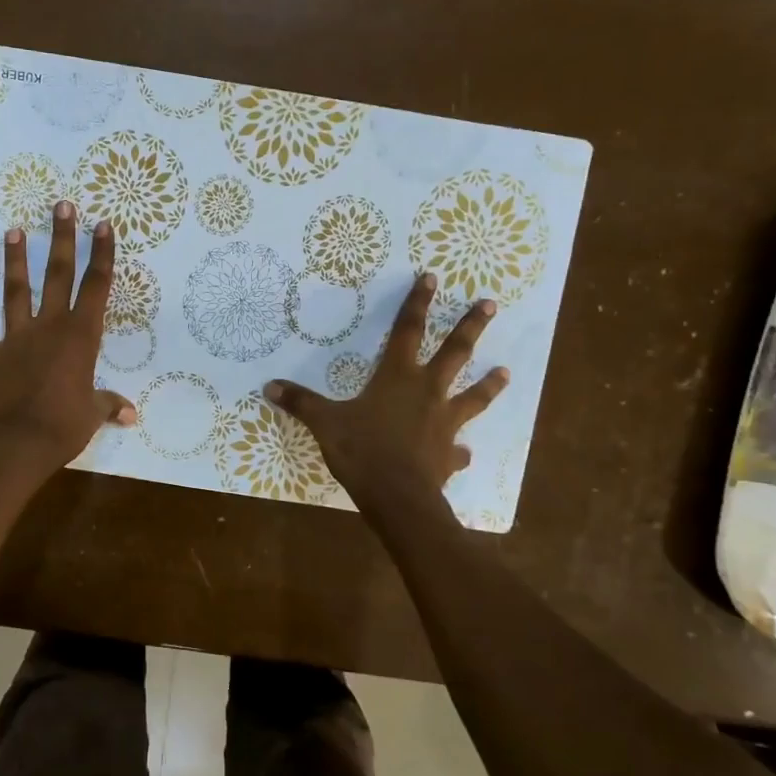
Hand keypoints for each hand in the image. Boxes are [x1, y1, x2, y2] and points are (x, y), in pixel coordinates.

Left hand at [0, 201, 134, 474]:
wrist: (20, 441)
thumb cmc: (65, 425)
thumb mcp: (93, 414)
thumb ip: (108, 405)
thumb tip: (130, 415)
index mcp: (80, 336)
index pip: (96, 287)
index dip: (101, 255)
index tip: (102, 225)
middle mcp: (49, 327)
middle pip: (57, 275)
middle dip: (61, 239)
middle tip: (61, 206)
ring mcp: (16, 338)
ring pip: (16, 292)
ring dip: (14, 262)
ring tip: (11, 231)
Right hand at [263, 273, 508, 505]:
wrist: (398, 497)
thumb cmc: (363, 451)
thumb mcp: (325, 423)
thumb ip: (301, 403)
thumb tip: (269, 385)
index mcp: (397, 377)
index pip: (407, 331)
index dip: (417, 303)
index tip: (433, 277)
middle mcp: (427, 392)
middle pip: (454, 353)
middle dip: (470, 327)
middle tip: (491, 305)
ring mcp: (444, 423)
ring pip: (473, 397)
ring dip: (489, 384)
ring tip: (506, 371)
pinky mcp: (448, 454)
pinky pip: (457, 449)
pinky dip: (459, 450)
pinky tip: (464, 453)